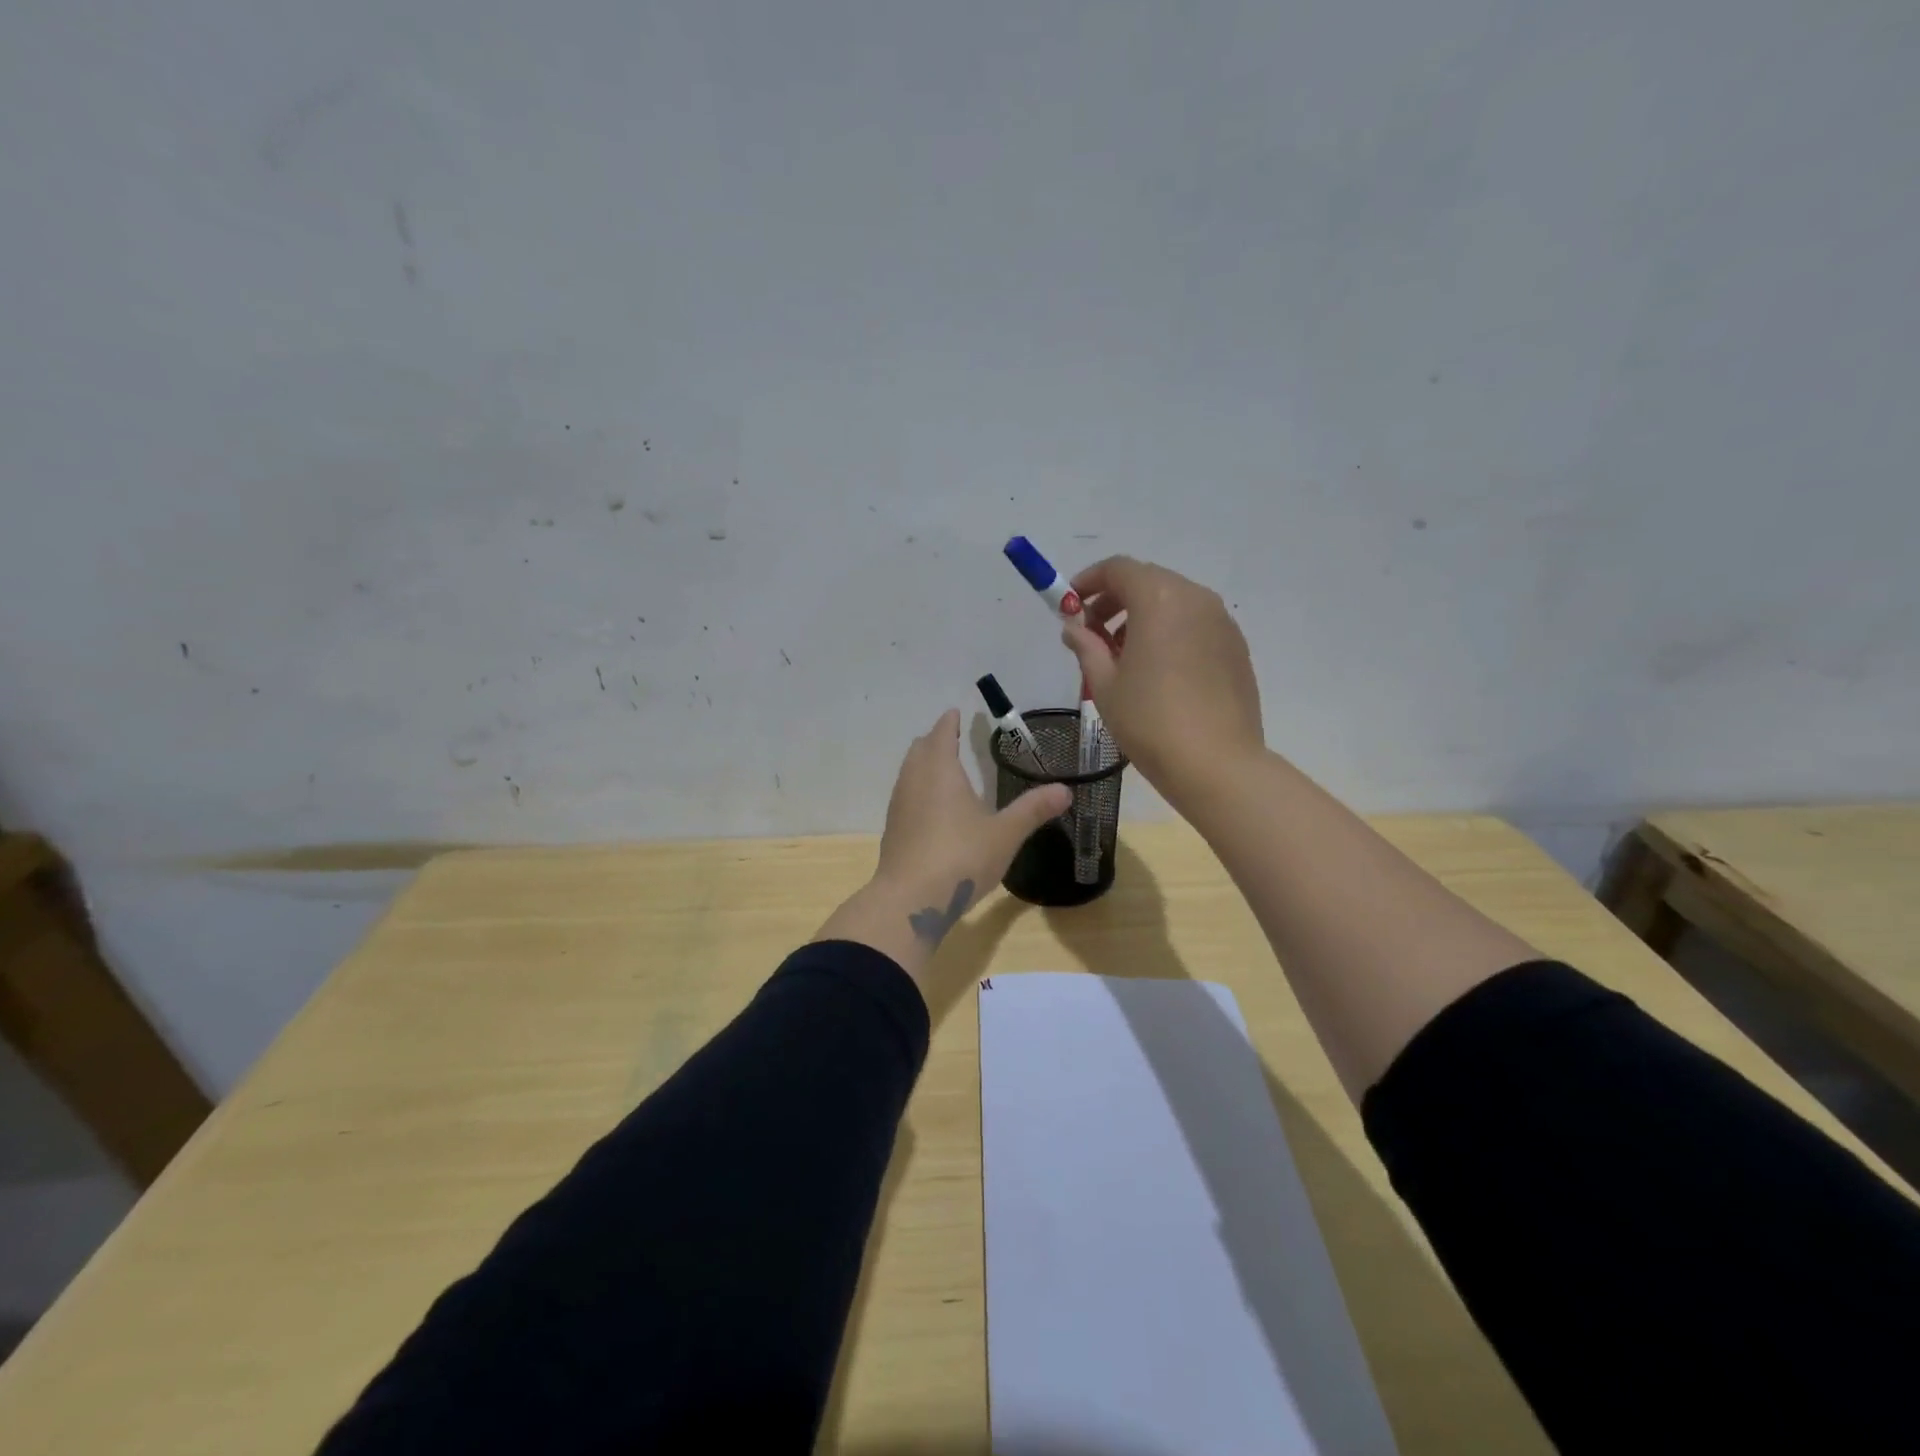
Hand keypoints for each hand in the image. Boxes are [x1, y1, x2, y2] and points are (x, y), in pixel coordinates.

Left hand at [814, 710, 1070, 994]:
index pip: (941, 734)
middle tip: (950, 738)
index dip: (949, 722)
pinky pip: (905, 797)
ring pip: (908, 773)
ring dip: (923, 765)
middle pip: (920, 749)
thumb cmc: (961, 857)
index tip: (955, 714)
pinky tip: (931, 809)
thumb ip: (1033, 810)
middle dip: (934, 741)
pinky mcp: (892, 830)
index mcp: (940, 771)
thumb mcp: (1005, 833)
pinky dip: (918, 790)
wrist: (911, 900)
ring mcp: (899, 805)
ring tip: (942, 770)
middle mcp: (914, 781)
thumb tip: (1065, 790)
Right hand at [1061, 556, 1263, 805]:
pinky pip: (1196, 624)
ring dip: (1143, 616)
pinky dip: (1170, 632)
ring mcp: (1222, 622)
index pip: (1119, 569)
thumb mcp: (1104, 684)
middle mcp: (1195, 599)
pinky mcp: (1237, 647)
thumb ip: (1086, 646)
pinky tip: (1158, 670)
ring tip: (1124, 656)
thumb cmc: (1150, 720)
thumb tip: (1074, 627)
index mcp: (1159, 599)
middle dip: (1115, 599)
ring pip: (1174, 602)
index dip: (1089, 581)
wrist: (1216, 764)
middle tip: (1093, 632)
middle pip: (1149, 581)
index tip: (1070, 605)